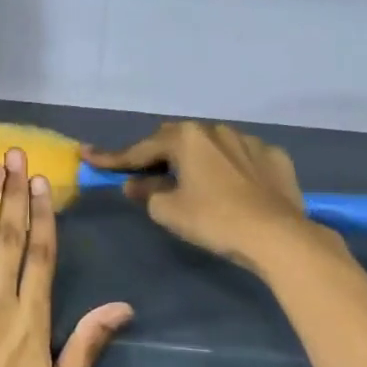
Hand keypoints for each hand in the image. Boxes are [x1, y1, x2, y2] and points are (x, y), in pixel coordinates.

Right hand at [84, 121, 323, 273]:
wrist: (278, 235)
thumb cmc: (214, 220)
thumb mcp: (170, 211)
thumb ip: (148, 193)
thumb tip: (136, 185)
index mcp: (186, 139)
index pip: (140, 149)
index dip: (112, 158)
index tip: (88, 155)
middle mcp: (216, 130)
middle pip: (176, 139)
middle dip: (157, 154)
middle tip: (144, 173)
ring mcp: (249, 141)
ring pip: (211, 145)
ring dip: (196, 159)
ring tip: (191, 182)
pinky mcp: (274, 157)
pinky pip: (241, 158)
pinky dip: (228, 169)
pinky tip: (230, 187)